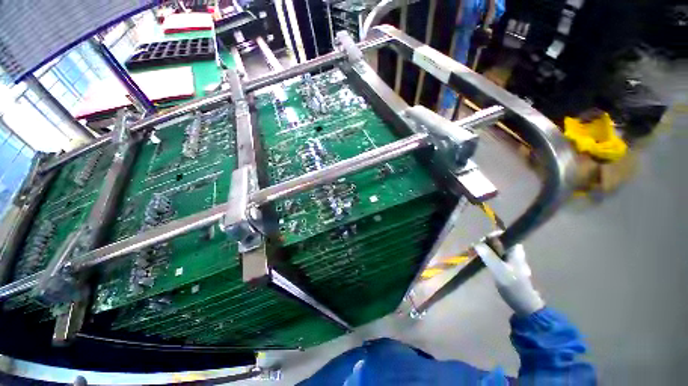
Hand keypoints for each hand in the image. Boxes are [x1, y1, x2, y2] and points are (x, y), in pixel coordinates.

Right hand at [474, 236, 544, 315]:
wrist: (523, 303)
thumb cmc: (513, 285)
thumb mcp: (499, 270)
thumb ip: (489, 256)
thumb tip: (477, 243)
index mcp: (515, 250)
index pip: (503, 235)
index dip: (490, 236)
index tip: (480, 242)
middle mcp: (514, 252)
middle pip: (497, 241)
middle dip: (484, 243)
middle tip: (472, 249)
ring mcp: (510, 259)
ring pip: (495, 248)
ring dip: (483, 249)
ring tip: (472, 253)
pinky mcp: (506, 266)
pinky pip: (494, 255)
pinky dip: (486, 255)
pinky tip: (478, 259)